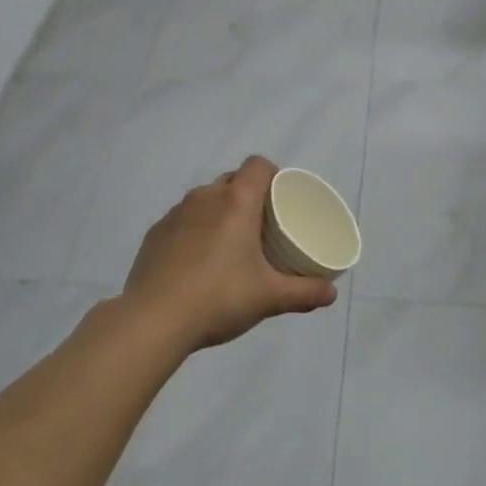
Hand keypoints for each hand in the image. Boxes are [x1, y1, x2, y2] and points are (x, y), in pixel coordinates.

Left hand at [121, 156, 338, 351]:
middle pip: (232, 181)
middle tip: (261, 227)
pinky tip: (197, 263)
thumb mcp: (269, 297)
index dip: (272, 175)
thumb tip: (332, 294)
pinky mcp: (154, 234)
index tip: (280, 198)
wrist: (153, 320)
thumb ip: (304, 292)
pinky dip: (194, 231)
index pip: (258, 165)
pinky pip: (182, 221)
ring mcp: (175, 214)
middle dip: (248, 196)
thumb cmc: (219, 298)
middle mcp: (204, 198)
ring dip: (219, 213)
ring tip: (229, 245)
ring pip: (204, 200)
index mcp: (236, 202)